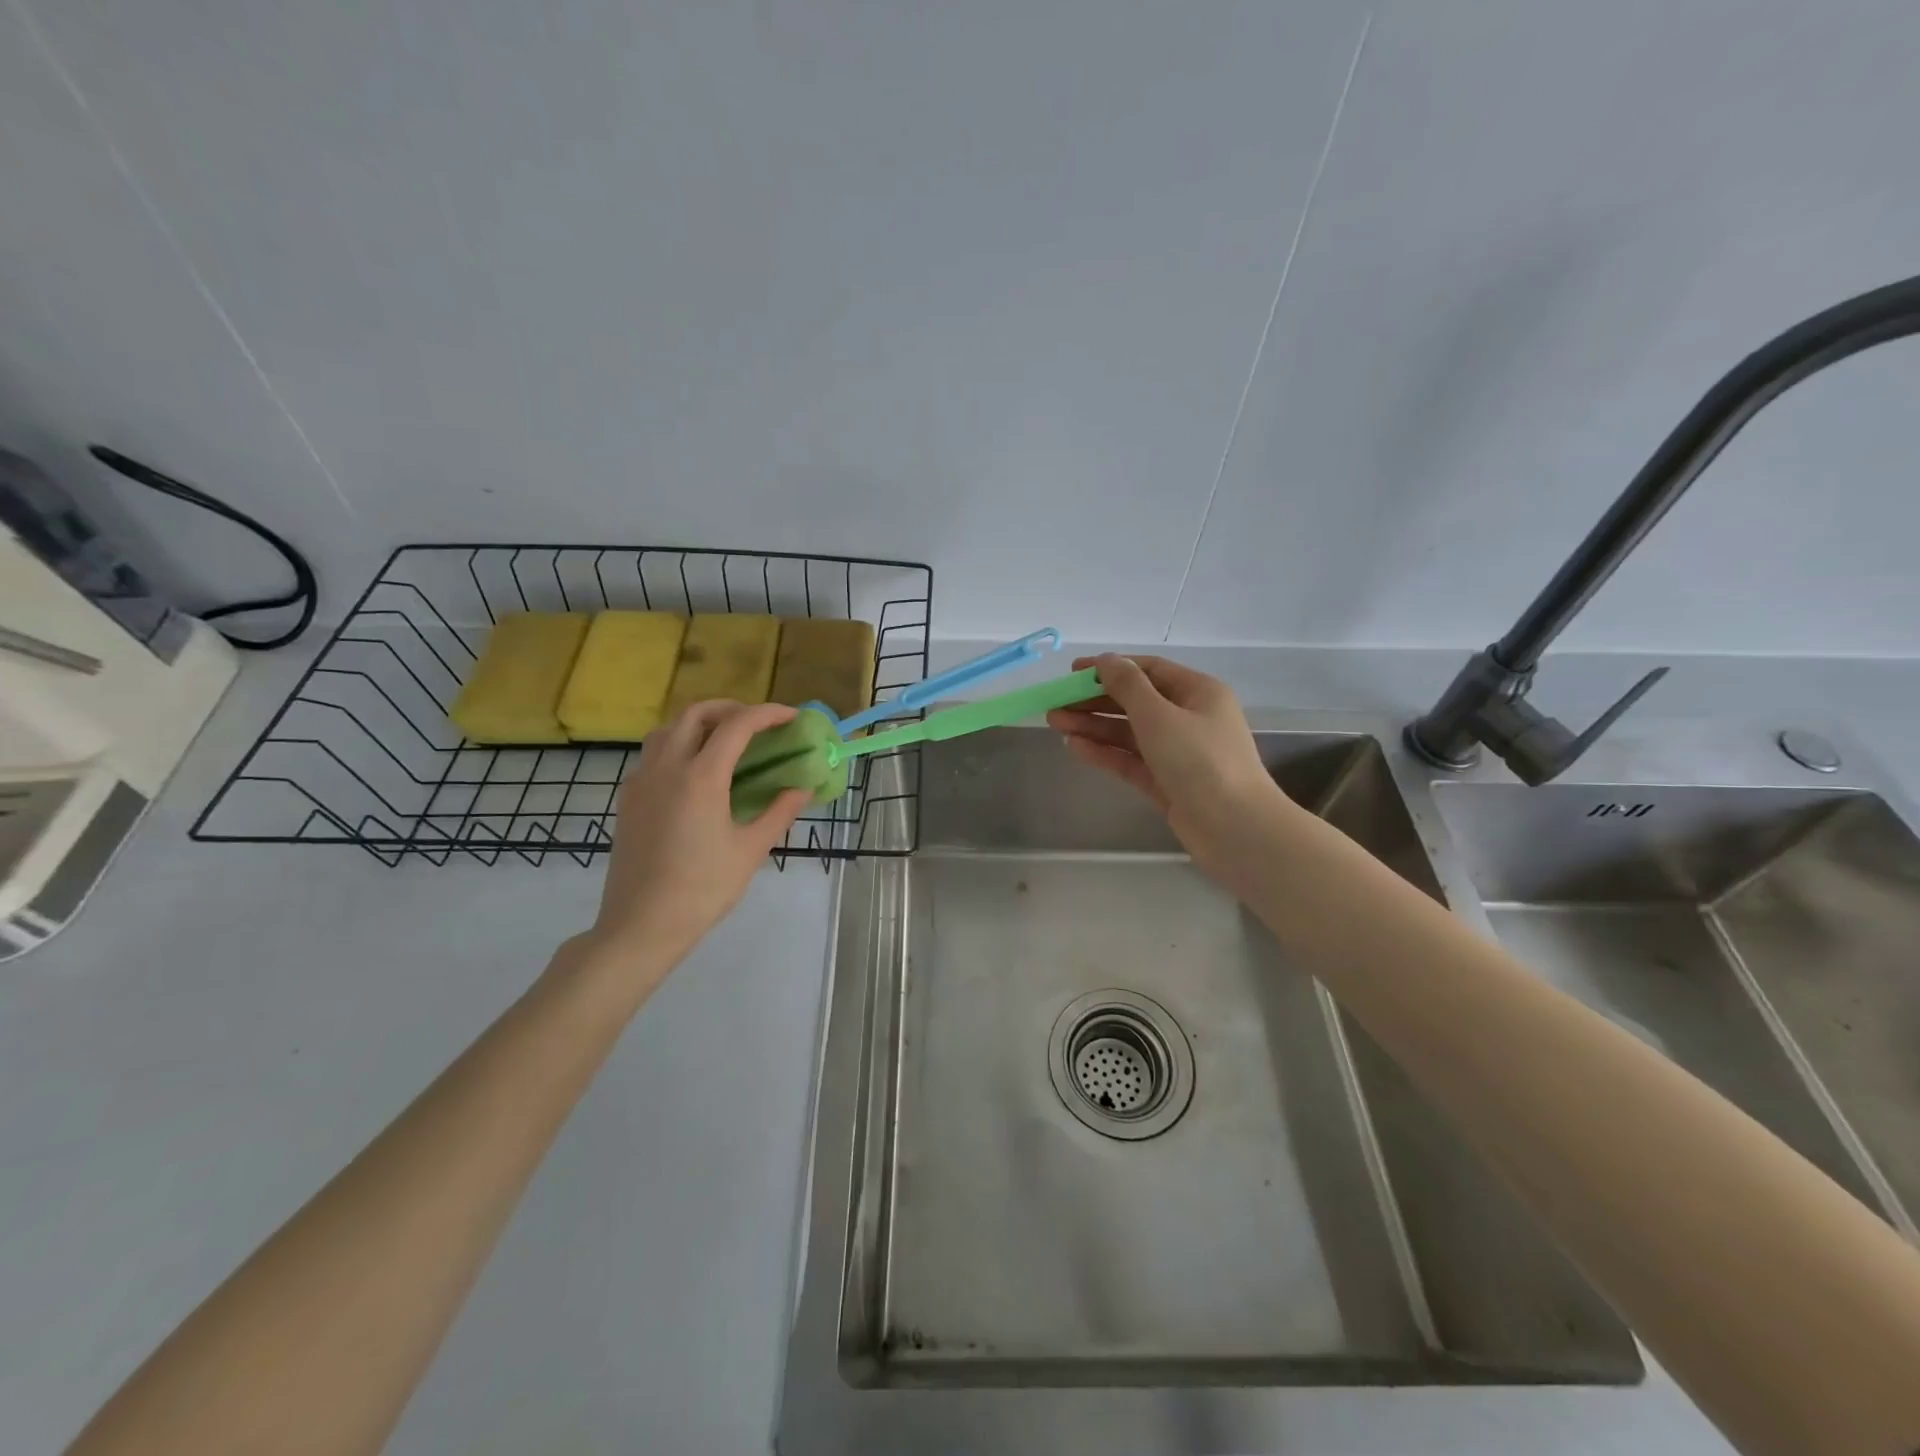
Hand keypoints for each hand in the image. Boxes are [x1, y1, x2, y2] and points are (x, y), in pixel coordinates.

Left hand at [582, 701, 810, 983]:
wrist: (640, 924)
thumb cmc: (702, 889)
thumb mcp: (751, 850)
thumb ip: (779, 812)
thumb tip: (803, 787)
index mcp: (701, 777)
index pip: (737, 725)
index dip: (768, 714)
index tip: (792, 716)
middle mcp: (667, 767)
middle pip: (696, 714)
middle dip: (731, 708)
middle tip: (757, 723)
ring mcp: (642, 781)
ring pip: (669, 729)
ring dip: (700, 724)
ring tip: (726, 741)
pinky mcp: (628, 798)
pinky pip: (654, 754)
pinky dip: (679, 745)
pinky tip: (696, 773)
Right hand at [1047, 654, 1290, 870]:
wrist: (1234, 829)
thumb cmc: (1200, 760)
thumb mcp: (1159, 715)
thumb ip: (1128, 686)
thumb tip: (1106, 660)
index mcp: (1199, 692)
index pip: (1149, 670)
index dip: (1110, 668)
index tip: (1072, 673)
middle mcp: (1190, 718)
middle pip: (1136, 702)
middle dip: (1095, 701)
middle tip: (1056, 704)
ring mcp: (1179, 753)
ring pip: (1130, 733)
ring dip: (1094, 727)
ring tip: (1056, 724)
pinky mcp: (1168, 783)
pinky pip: (1131, 760)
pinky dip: (1105, 753)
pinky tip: (1076, 748)